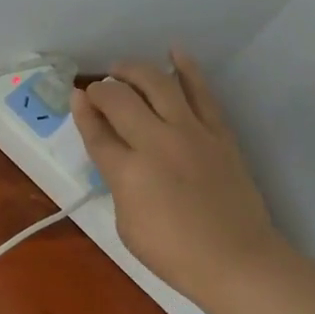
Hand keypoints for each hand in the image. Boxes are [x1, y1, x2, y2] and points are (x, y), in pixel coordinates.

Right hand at [72, 50, 287, 306]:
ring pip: (159, 84)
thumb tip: (119, 156)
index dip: (82, 112)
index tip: (76, 97)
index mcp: (127, 172)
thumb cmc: (174, 254)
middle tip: (98, 90)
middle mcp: (156, 143)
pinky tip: (175, 52)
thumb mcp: (127, 225)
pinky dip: (187, 69)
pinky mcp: (219, 133)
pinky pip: (201, 92)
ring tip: (123, 68)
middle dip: (103, 90)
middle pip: (121, 100)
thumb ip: (118, 183)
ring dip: (135, 71)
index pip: (96, 132)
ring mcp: (191, 133)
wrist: (237, 261)